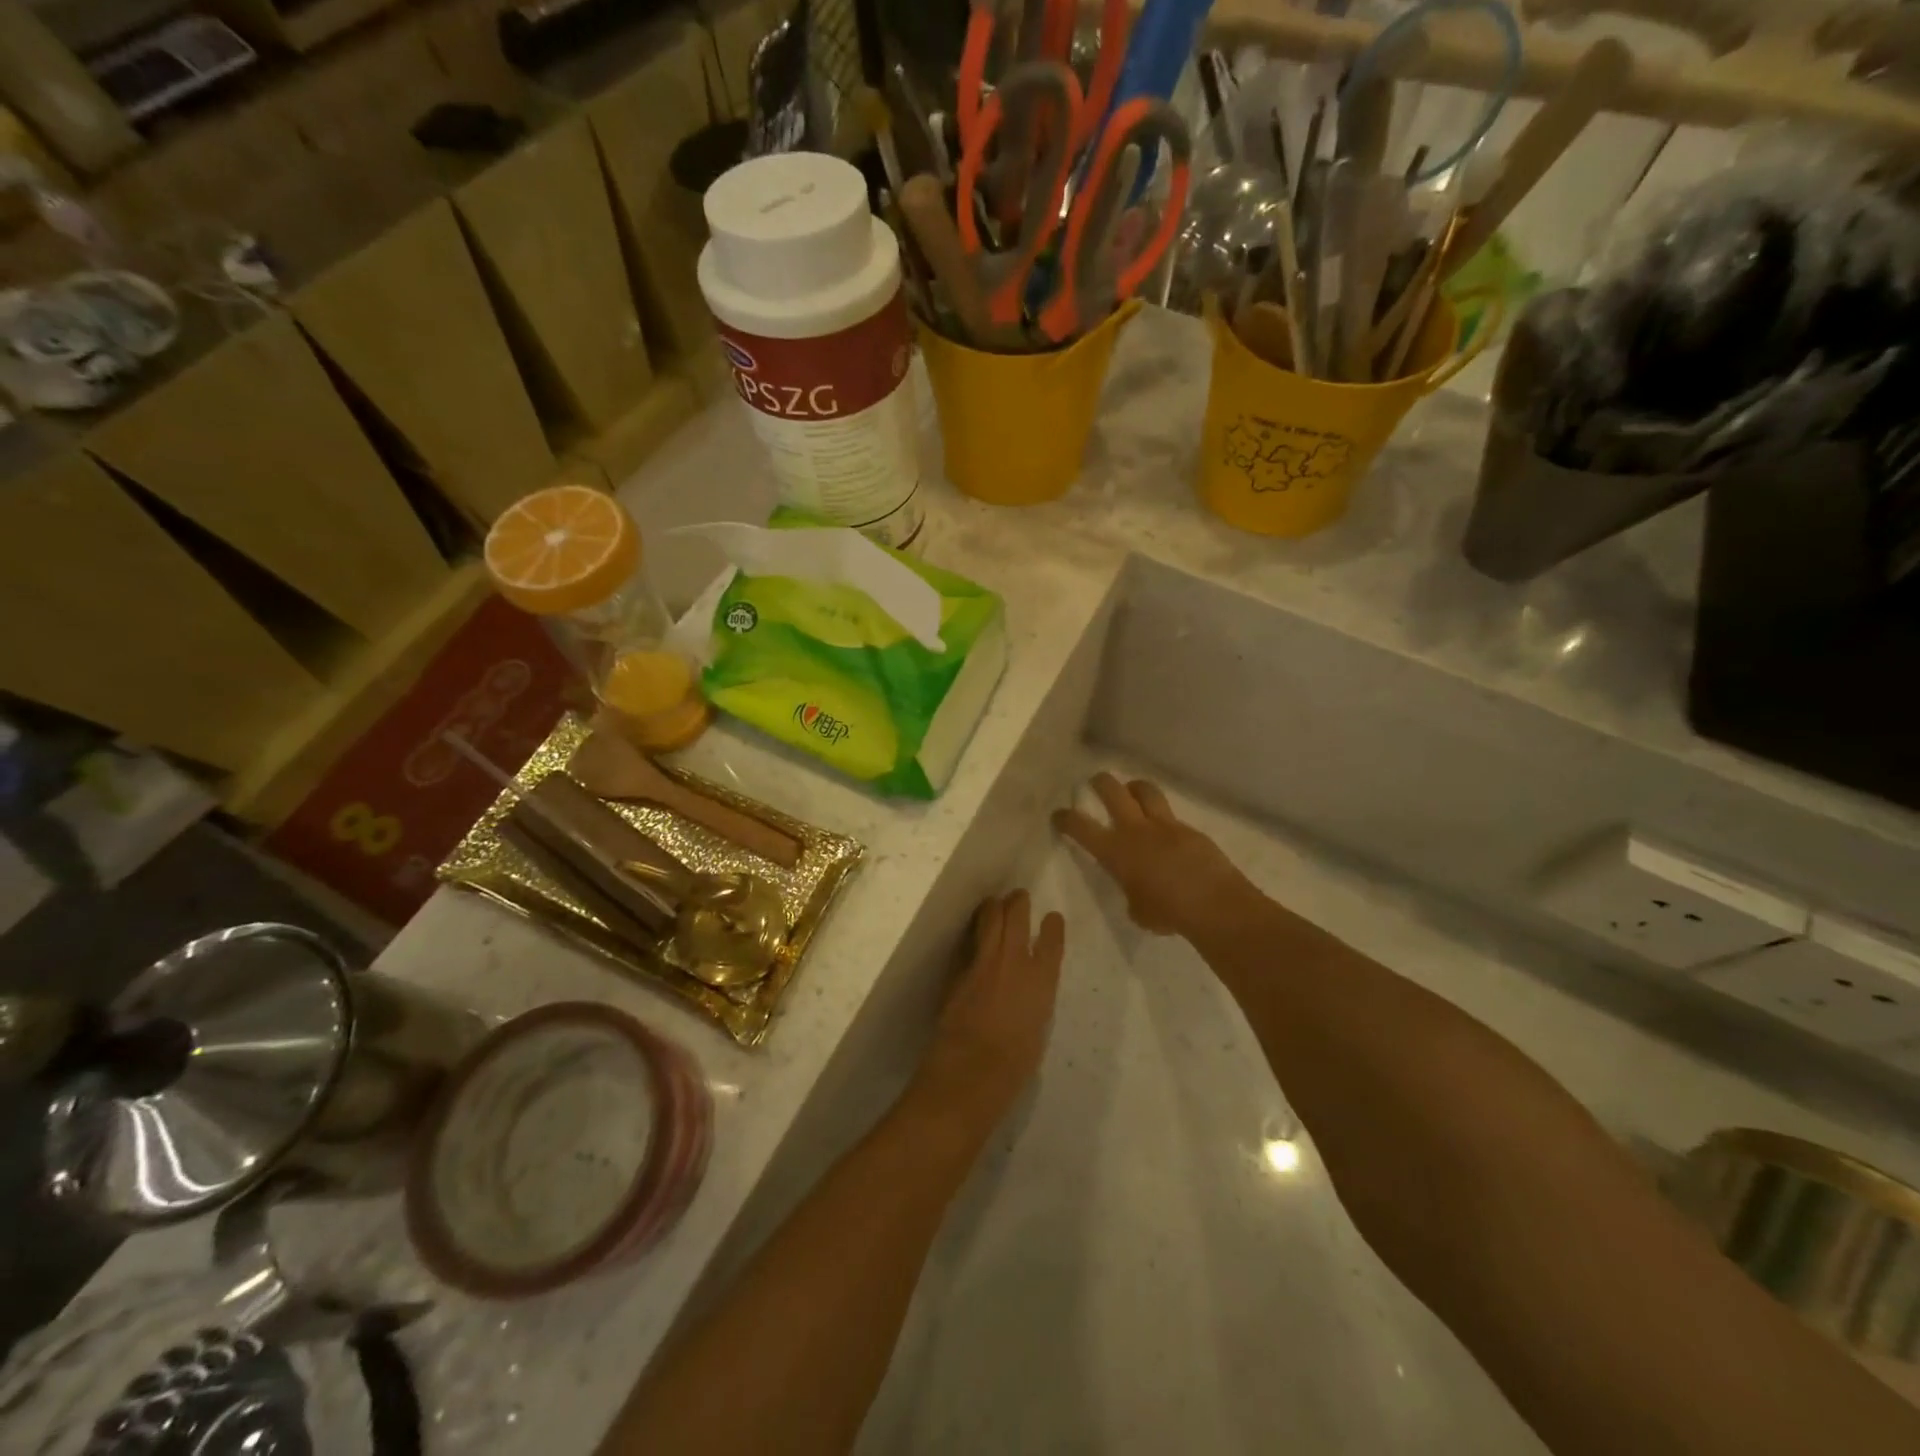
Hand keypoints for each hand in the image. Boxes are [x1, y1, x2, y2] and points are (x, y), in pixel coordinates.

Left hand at [912, 892, 1065, 1127]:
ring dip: (994, 906)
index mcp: (1042, 981)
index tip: (1052, 917)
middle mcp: (1015, 961)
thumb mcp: (1037, 1029)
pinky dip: (974, 930)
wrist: (970, 1071)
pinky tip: (974, 929)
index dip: (1053, 926)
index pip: (1052, 940)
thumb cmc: (1014, 1066)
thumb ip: (1035, 1002)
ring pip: (990, 918)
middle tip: (1018, 896)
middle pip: (1017, 915)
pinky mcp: (960, 969)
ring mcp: (985, 961)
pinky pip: (970, 940)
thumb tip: (1028, 991)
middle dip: (1018, 902)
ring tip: (995, 902)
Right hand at [1053, 774, 1248, 936]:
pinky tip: (1166, 834)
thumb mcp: (1137, 910)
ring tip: (1131, 791)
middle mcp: (1136, 830)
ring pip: (1145, 790)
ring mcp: (1165, 825)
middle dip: (1100, 782)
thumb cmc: (1168, 913)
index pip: (1082, 827)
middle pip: (1113, 791)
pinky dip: (1163, 819)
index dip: (1066, 819)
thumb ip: (1131, 892)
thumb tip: (1137, 888)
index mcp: (1116, 851)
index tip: (1059, 814)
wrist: (1213, 904)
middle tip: (1095, 781)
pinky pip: (1171, 816)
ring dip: (1134, 787)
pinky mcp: (1190, 830)